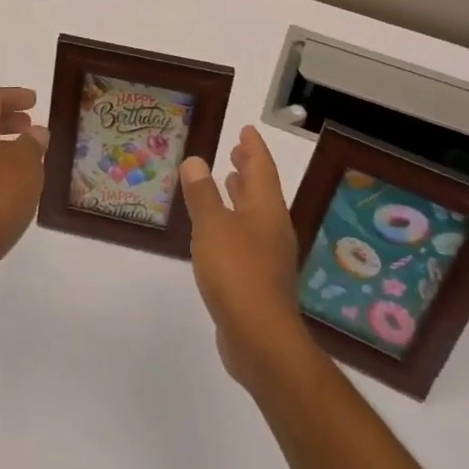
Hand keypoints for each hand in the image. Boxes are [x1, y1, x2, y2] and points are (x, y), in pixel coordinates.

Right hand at [181, 126, 307, 386]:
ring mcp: (269, 257)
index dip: (253, 148)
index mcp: (266, 210)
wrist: (260, 338)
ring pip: (256, 216)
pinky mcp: (260, 280)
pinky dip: (235, 223)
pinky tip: (220, 232)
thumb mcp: (212, 226)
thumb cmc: (237, 272)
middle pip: (262, 191)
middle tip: (237, 151)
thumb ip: (202, 194)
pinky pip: (248, 239)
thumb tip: (196, 161)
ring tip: (229, 182)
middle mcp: (272, 229)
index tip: (246, 130)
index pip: (262, 169)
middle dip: (249, 170)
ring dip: (242, 197)